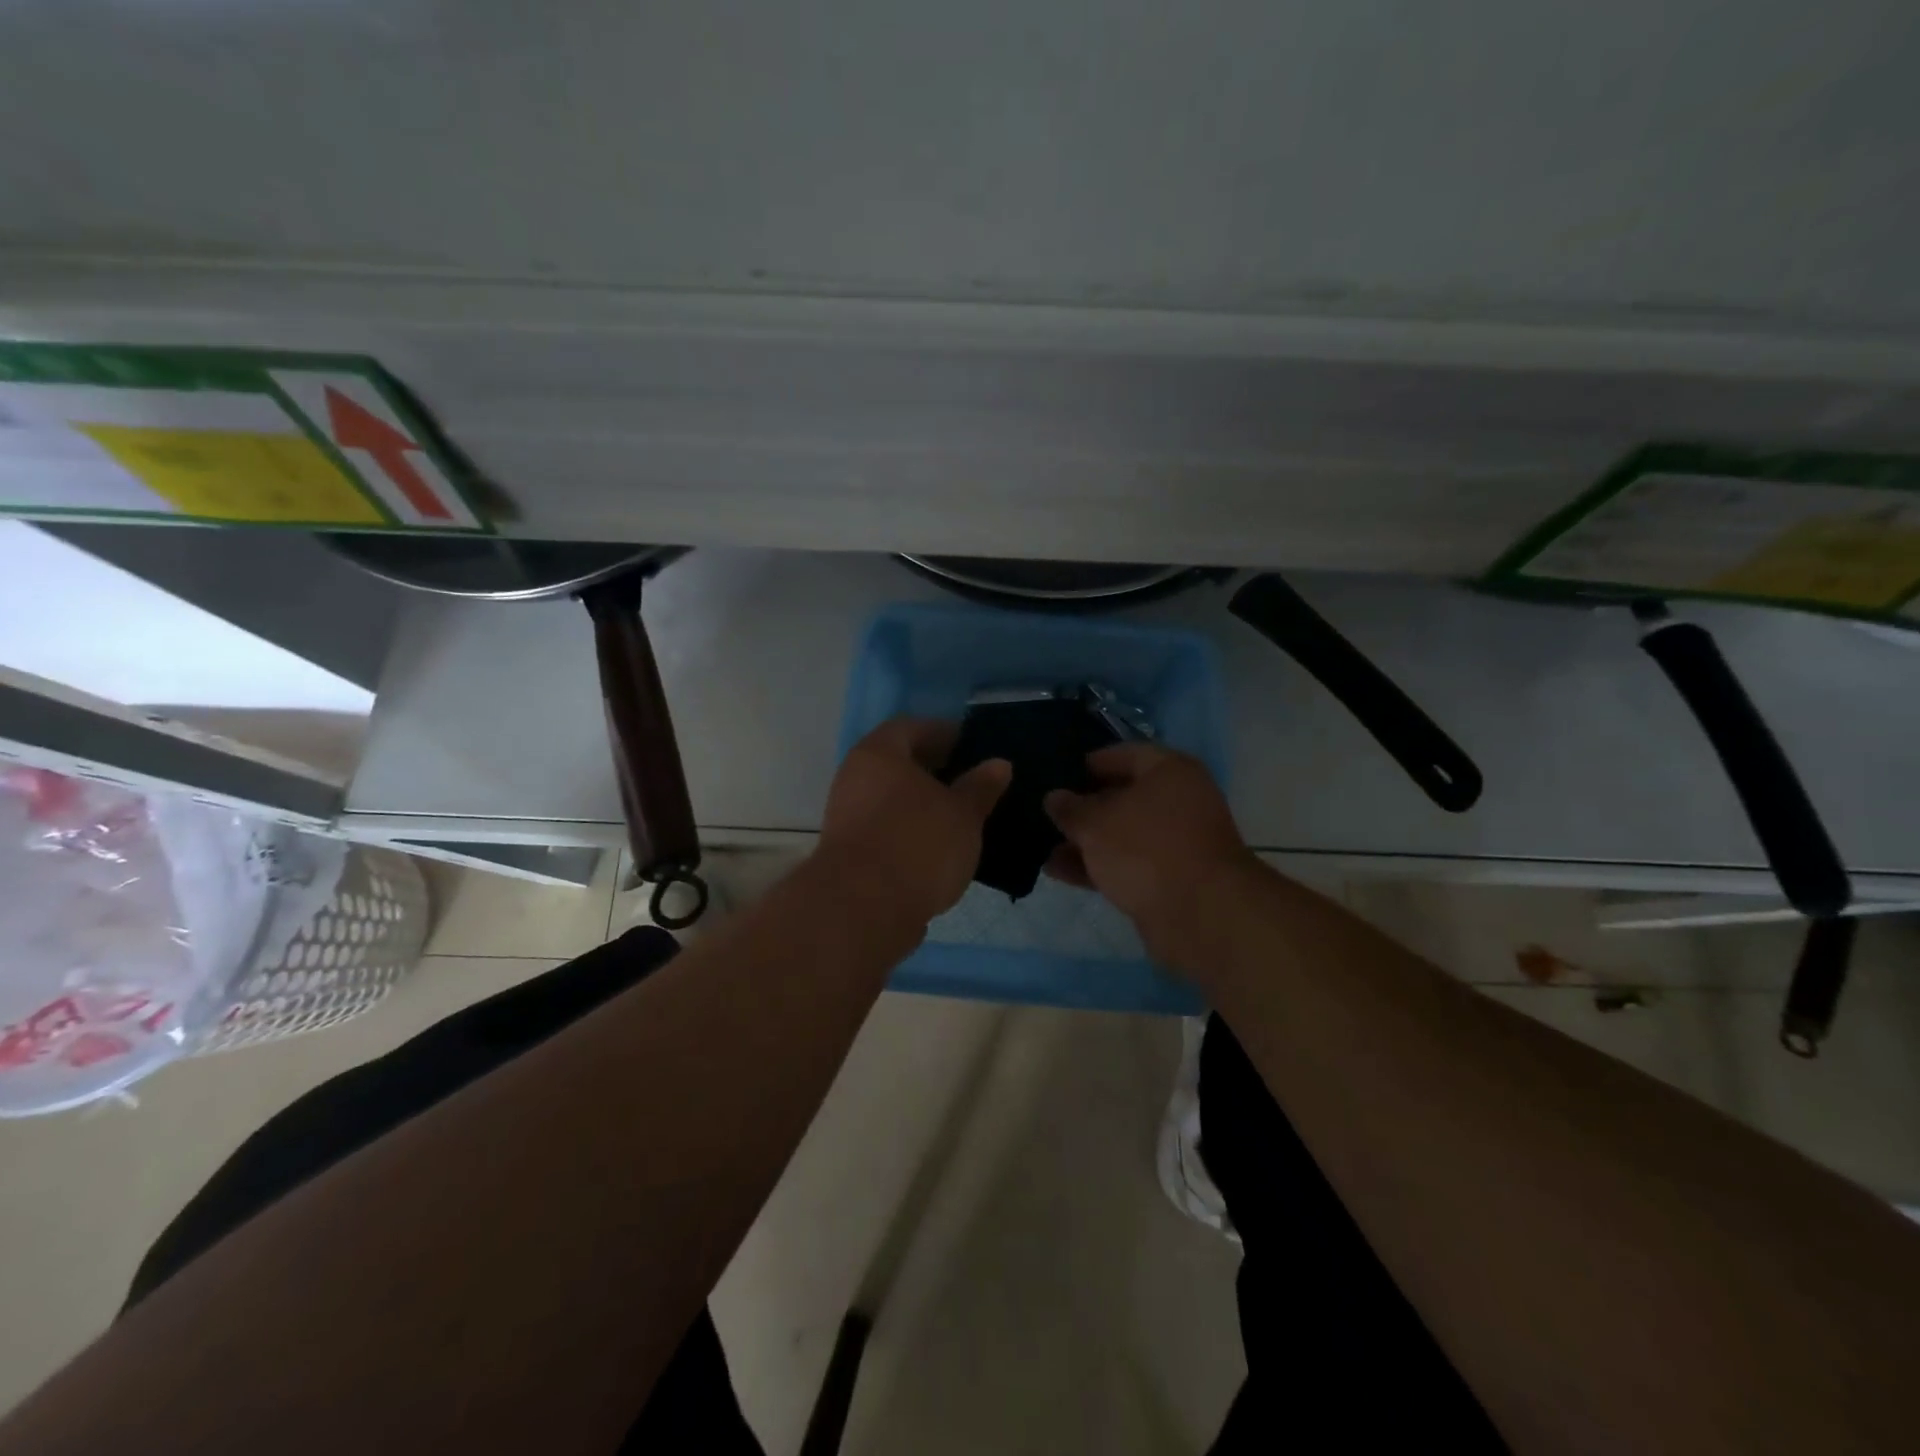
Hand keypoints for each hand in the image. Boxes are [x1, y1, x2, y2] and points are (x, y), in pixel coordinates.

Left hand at [818, 718, 1010, 923]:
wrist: (862, 910)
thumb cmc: (918, 845)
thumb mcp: (963, 814)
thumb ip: (980, 787)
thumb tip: (998, 764)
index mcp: (879, 754)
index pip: (912, 727)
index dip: (944, 733)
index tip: (973, 747)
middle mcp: (855, 777)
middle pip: (898, 764)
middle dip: (935, 771)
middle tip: (972, 782)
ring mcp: (847, 816)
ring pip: (892, 799)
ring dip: (922, 804)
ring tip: (961, 817)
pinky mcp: (849, 853)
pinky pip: (885, 828)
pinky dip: (910, 831)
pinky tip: (939, 848)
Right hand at [1044, 744, 1256, 961]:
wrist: (1200, 915)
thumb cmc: (1146, 849)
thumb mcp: (1096, 823)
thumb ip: (1070, 808)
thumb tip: (1054, 797)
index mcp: (1169, 771)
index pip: (1124, 754)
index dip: (1089, 763)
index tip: (1057, 774)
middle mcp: (1178, 801)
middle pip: (1123, 796)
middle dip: (1084, 807)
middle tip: (1045, 812)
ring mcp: (1176, 842)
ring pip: (1122, 834)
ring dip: (1085, 840)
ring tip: (1042, 846)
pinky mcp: (1170, 879)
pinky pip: (1126, 863)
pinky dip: (1096, 866)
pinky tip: (1058, 871)